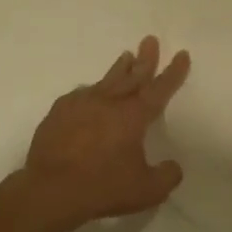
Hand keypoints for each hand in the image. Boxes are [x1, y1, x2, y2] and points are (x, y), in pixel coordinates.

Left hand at [6, 36, 191, 231]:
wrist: (50, 189)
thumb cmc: (103, 188)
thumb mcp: (147, 190)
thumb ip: (167, 176)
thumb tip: (173, 166)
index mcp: (133, 116)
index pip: (159, 89)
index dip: (173, 72)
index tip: (181, 54)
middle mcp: (108, 102)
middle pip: (132, 76)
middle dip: (145, 59)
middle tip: (150, 40)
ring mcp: (80, 104)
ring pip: (105, 81)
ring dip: (119, 69)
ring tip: (125, 56)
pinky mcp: (58, 112)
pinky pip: (80, 95)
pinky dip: (91, 91)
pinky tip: (89, 93)